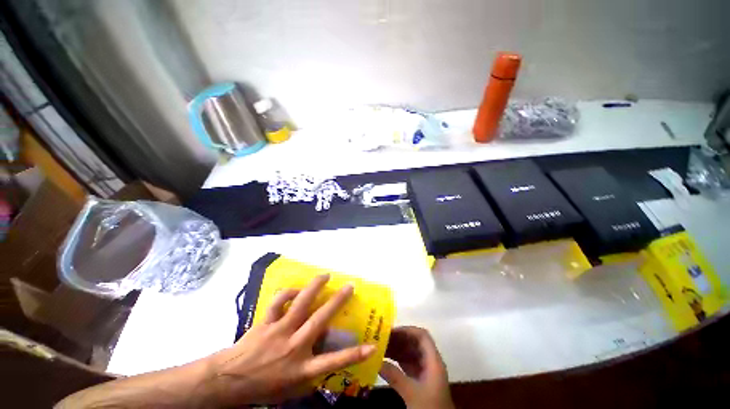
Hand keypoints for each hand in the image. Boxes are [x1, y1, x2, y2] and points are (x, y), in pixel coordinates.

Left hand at [206, 274, 375, 405]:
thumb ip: (311, 375)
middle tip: (350, 286)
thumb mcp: (291, 389)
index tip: (371, 345)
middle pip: (320, 319)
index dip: (354, 354)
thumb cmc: (264, 387)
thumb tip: (328, 360)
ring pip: (300, 304)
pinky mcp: (266, 321)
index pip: (333, 362)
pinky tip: (295, 290)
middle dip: (337, 301)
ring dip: (314, 287)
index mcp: (301, 367)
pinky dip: (288, 293)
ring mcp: (279, 330)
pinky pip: (278, 302)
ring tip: (325, 276)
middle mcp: (294, 345)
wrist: (229, 381)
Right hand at [379, 326, 454, 408]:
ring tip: (380, 347)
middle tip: (381, 338)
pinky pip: (408, 363)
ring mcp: (426, 371)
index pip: (422, 336)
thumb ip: (394, 376)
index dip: (407, 330)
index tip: (391, 331)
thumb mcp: (411, 393)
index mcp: (433, 361)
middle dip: (398, 339)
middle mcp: (430, 362)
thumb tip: (376, 360)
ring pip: (410, 352)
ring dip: (396, 349)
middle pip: (415, 343)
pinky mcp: (421, 380)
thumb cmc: (430, 408)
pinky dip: (397, 360)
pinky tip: (385, 360)